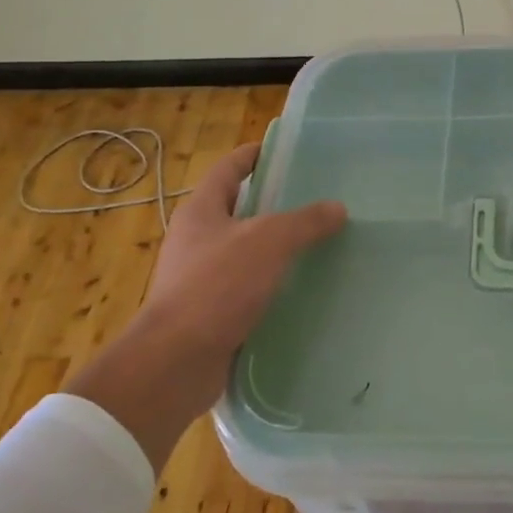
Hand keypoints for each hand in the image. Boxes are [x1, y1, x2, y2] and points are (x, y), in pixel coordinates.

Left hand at [65, 143, 346, 470]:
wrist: (175, 362)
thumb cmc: (217, 286)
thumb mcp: (268, 242)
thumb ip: (305, 221)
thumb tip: (337, 208)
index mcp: (201, 210)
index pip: (229, 169)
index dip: (255, 155)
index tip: (287, 150)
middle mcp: (197, 239)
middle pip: (239, 209)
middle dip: (275, 203)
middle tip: (318, 199)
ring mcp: (201, 277)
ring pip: (246, 251)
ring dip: (277, 247)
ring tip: (320, 243)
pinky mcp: (211, 312)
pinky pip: (248, 287)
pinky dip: (273, 284)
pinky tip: (303, 288)